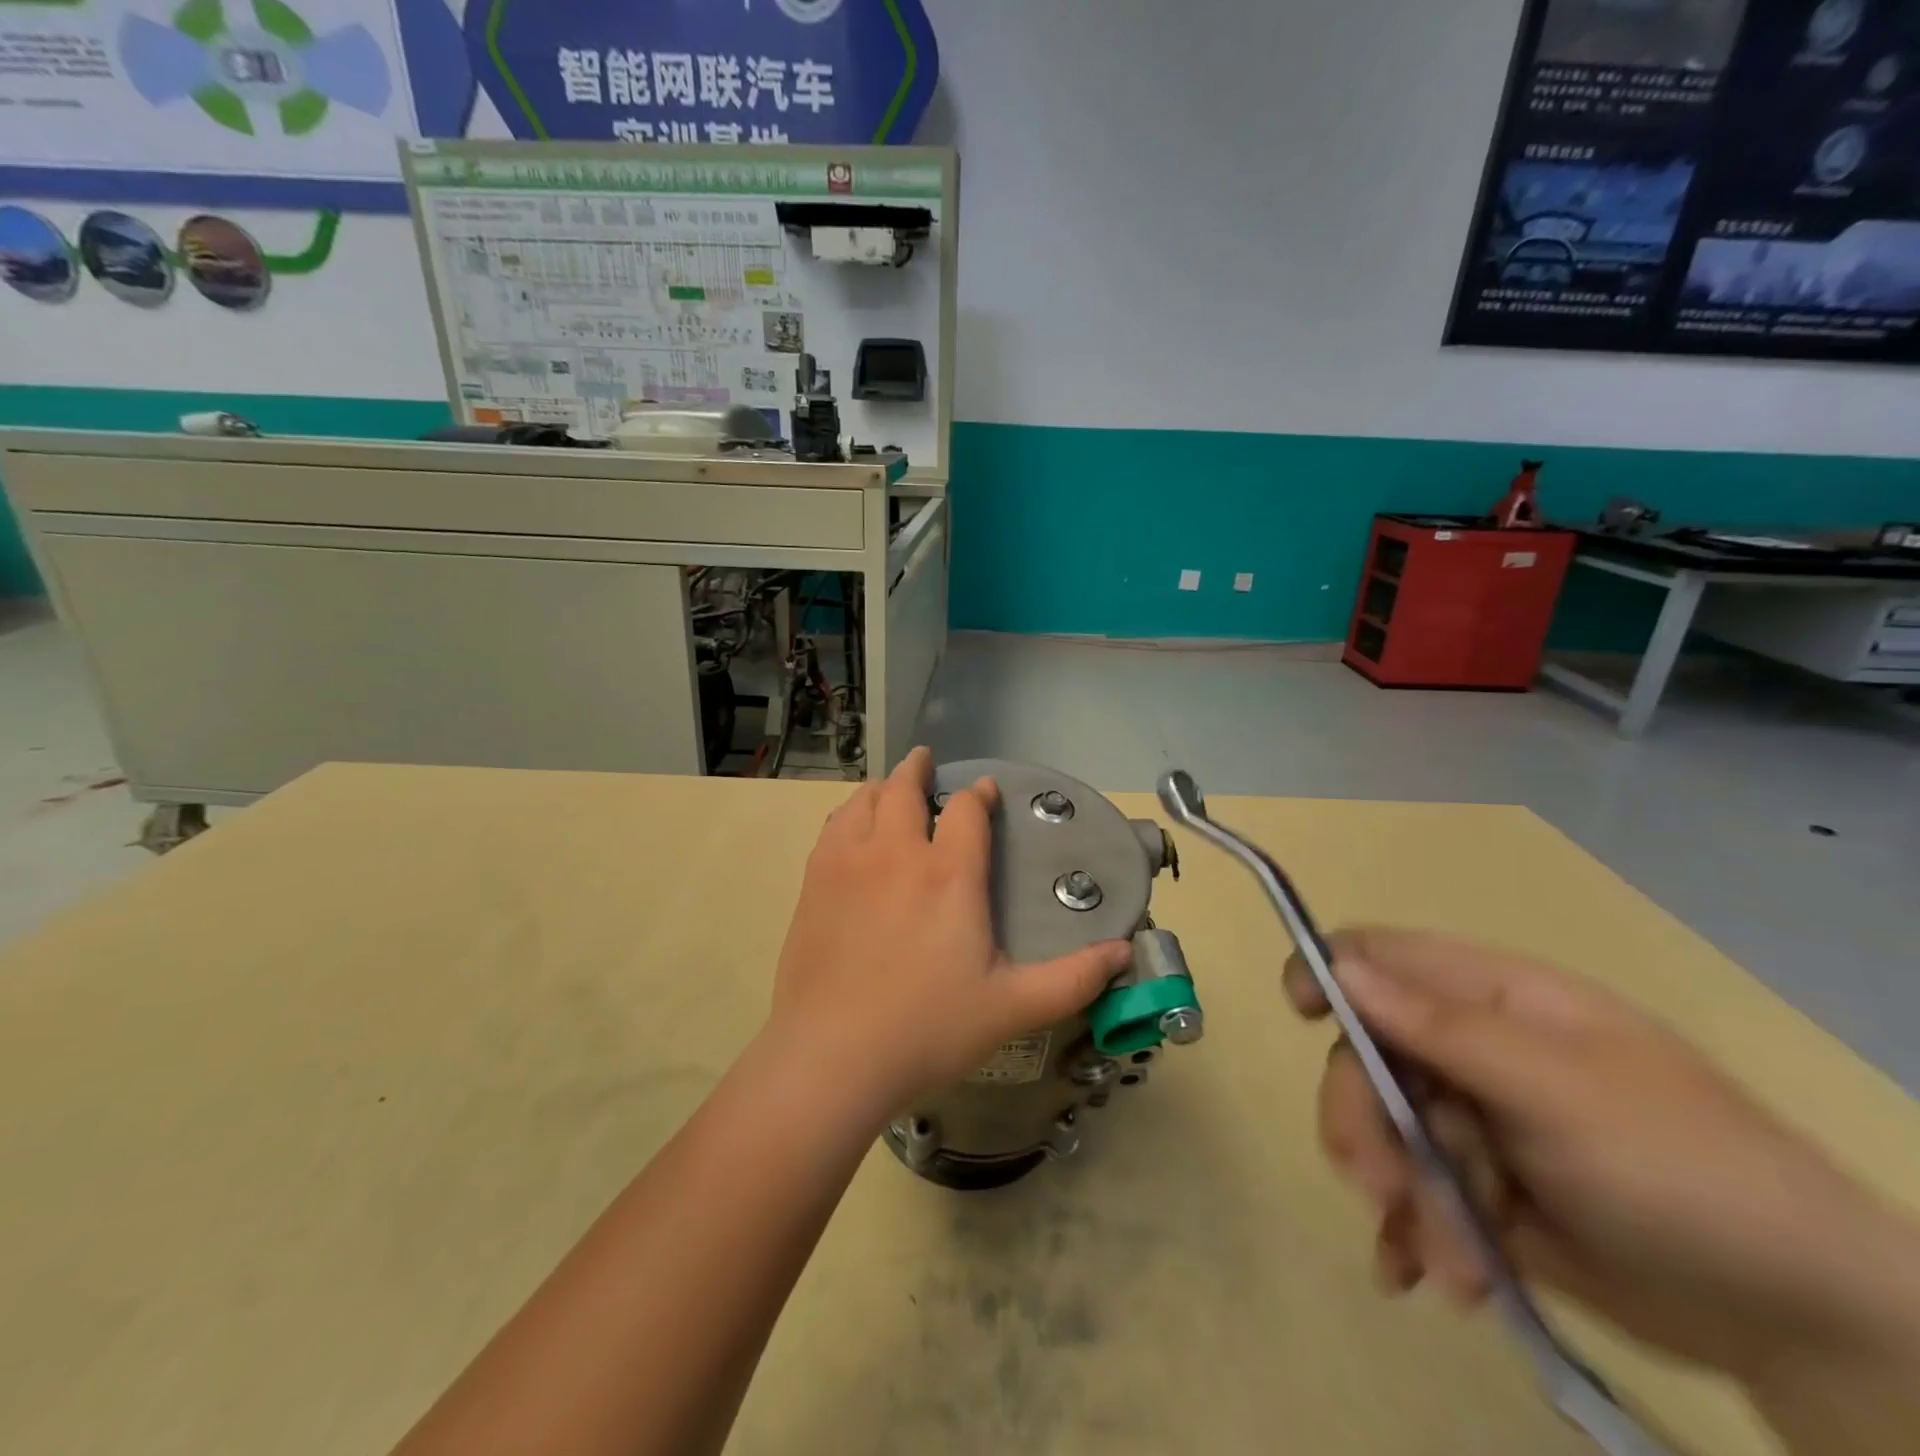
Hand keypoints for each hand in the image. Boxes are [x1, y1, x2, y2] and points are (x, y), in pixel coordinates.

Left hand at [768, 747, 1130, 1120]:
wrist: (832, 1057)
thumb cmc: (928, 1029)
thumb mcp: (1013, 1008)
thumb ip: (1073, 978)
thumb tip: (1124, 952)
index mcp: (949, 874)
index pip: (967, 811)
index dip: (980, 794)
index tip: (986, 790)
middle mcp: (897, 853)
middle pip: (904, 789)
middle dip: (918, 769)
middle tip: (925, 760)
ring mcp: (848, 864)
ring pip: (863, 801)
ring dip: (881, 787)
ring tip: (888, 788)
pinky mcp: (814, 883)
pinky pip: (832, 827)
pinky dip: (848, 813)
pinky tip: (851, 827)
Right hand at [1289, 928, 1919, 1389]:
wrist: (1804, 1320)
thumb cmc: (1681, 1170)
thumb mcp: (1557, 1090)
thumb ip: (1441, 1027)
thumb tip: (1339, 967)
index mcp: (1494, 999)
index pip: (1383, 957)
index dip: (1330, 972)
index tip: (1299, 1015)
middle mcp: (1472, 1049)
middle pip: (1368, 1056)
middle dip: (1367, 1122)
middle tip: (1379, 1185)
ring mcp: (1475, 1120)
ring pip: (1386, 1132)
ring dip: (1401, 1196)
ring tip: (1450, 1264)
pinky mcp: (1480, 1188)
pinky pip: (1413, 1193)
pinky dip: (1410, 1233)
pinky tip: (1422, 1277)